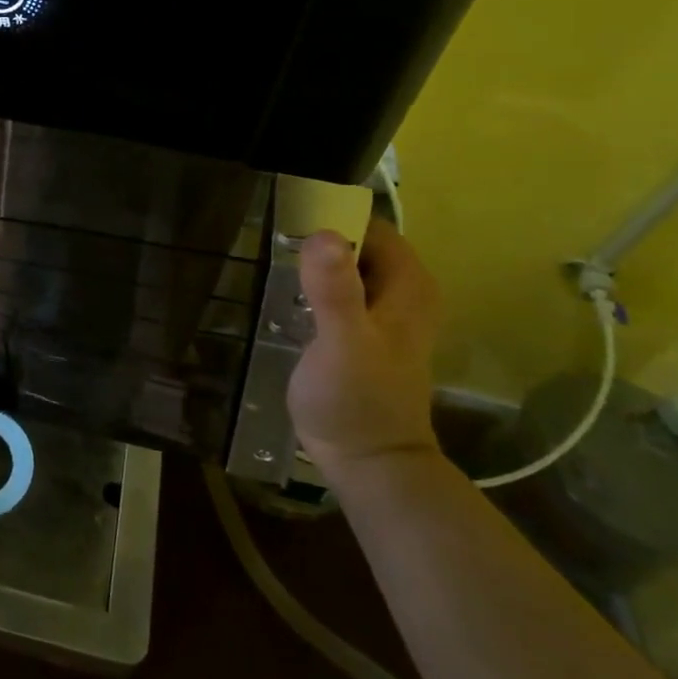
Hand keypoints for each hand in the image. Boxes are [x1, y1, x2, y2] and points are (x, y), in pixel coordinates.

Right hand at [287, 217, 441, 477]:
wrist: (367, 463)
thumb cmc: (356, 401)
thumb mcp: (343, 343)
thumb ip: (335, 290)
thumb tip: (322, 234)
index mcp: (408, 284)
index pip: (369, 224)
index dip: (330, 215)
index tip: (284, 215)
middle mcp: (403, 290)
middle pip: (357, 242)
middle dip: (317, 237)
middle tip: (269, 238)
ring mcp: (384, 313)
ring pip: (346, 266)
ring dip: (313, 261)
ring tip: (270, 259)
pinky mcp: (363, 332)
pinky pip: (339, 290)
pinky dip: (314, 284)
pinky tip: (284, 292)